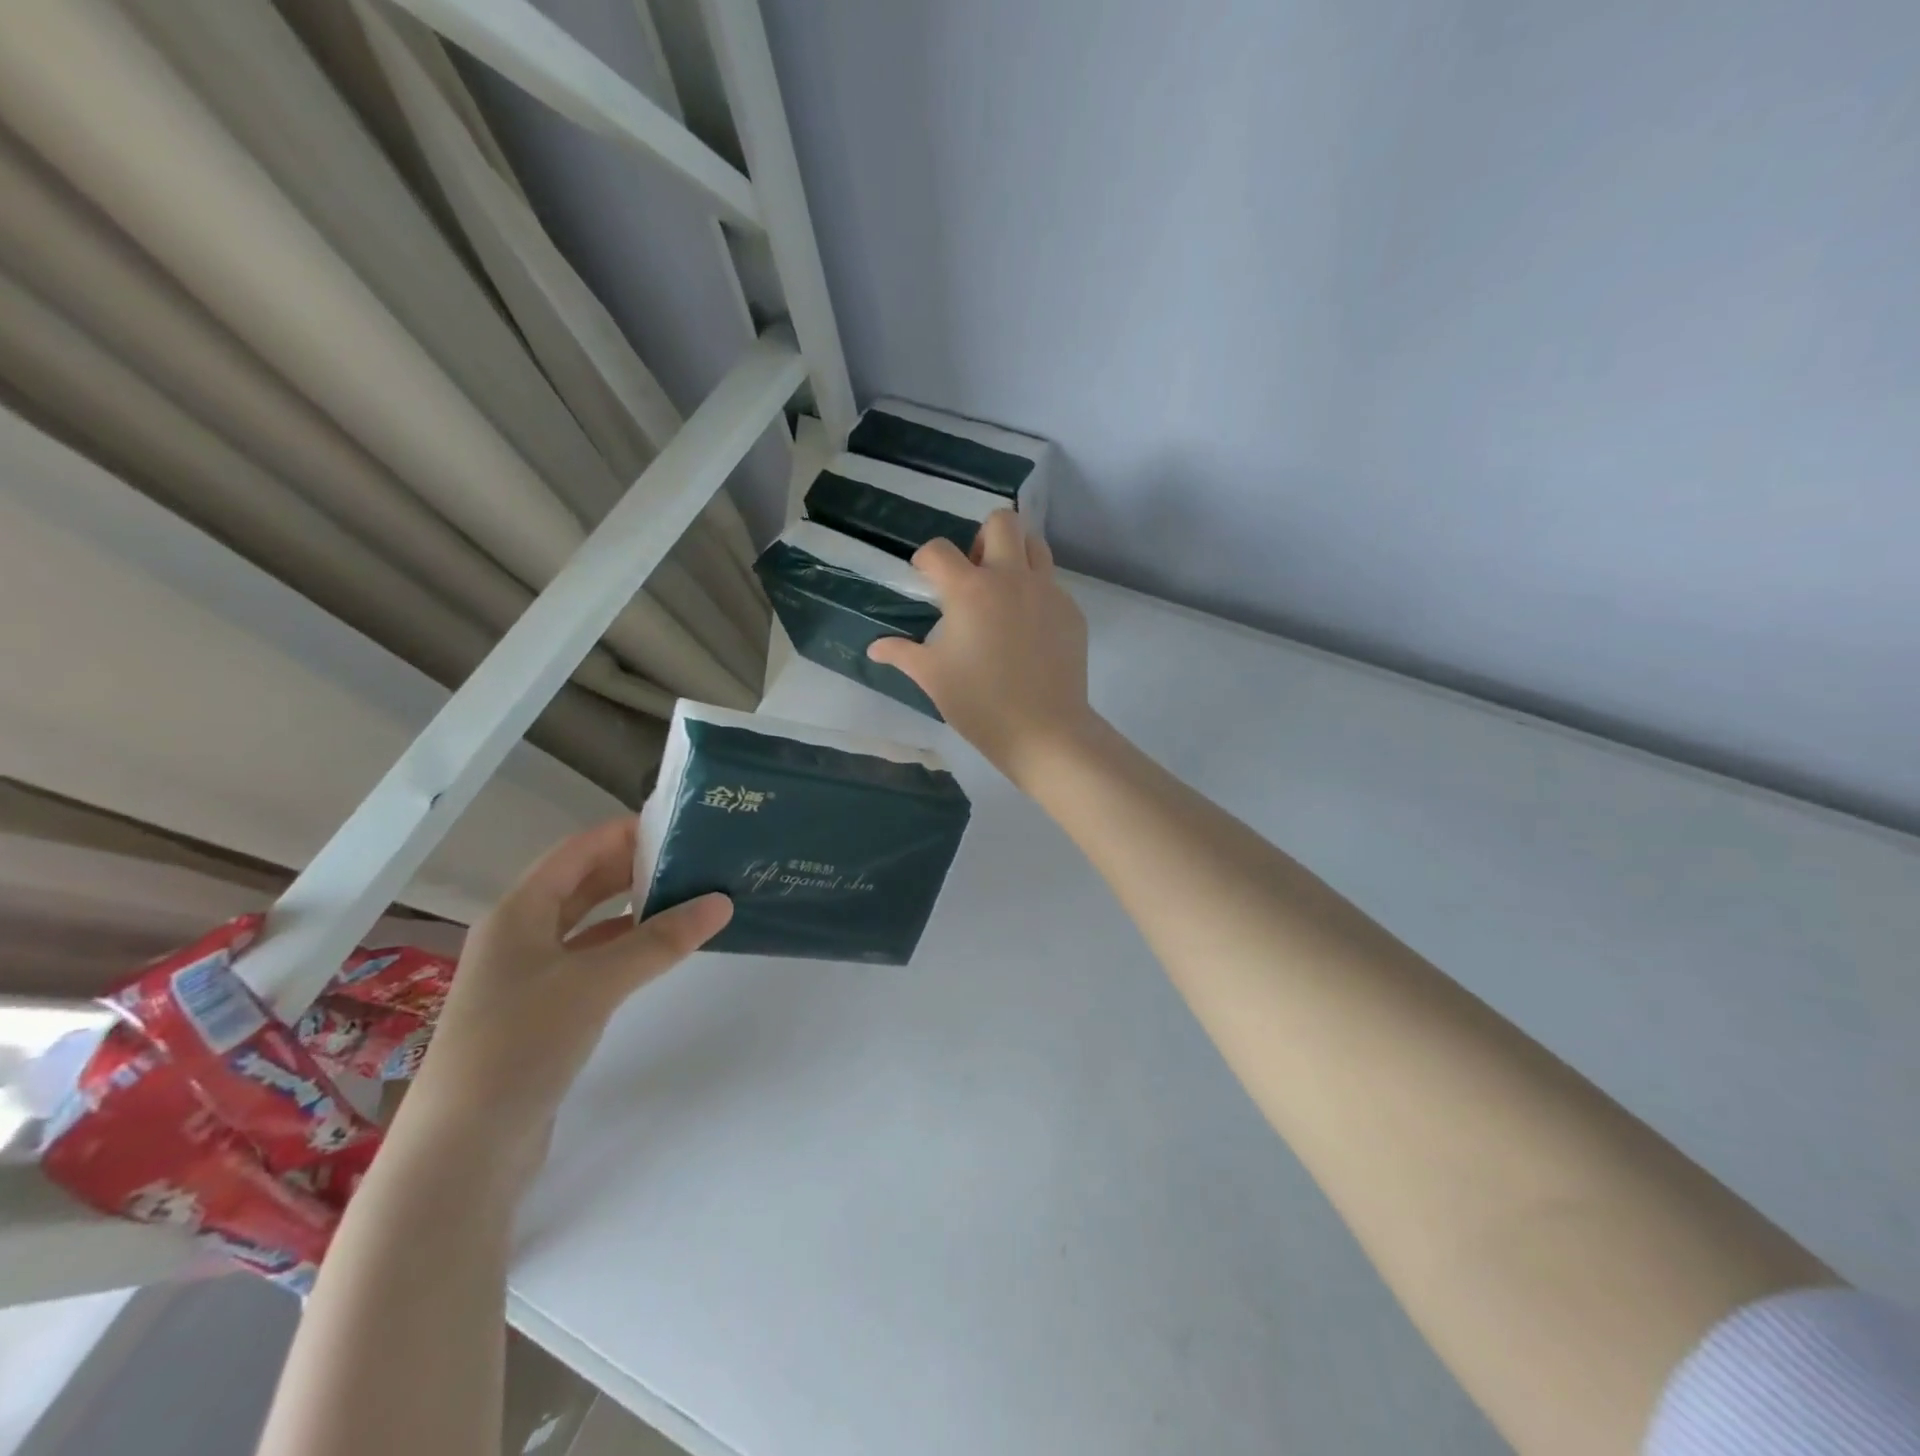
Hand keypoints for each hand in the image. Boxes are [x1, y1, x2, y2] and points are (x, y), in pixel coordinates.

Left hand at [405, 819, 730, 1158]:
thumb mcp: (596, 982)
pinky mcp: (543, 1012)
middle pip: (582, 884)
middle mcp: (519, 935)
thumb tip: (722, 902)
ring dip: (633, 908)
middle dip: (633, 867)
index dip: (624, 832)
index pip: (577, 851)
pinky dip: (626, 947)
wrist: (464, 1150)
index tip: (677, 825)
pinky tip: (660, 950)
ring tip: (688, 896)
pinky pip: (592, 961)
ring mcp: (529, 976)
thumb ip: (660, 940)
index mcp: (518, 913)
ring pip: (589, 924)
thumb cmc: (520, 1044)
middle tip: (692, 858)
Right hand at [868, 510, 1097, 788]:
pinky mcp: (1071, 612)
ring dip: (1016, 555)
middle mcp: (1011, 578)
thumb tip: (875, 648)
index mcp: (970, 590)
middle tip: (974, 572)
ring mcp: (1047, 592)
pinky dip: (1036, 593)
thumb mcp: (933, 677)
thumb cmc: (979, 704)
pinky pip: (1052, 585)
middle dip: (982, 536)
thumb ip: (902, 654)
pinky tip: (1028, 629)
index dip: (926, 560)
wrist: (1043, 730)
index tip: (926, 578)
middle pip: (1002, 521)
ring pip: (1035, 545)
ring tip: (1003, 590)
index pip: (939, 549)